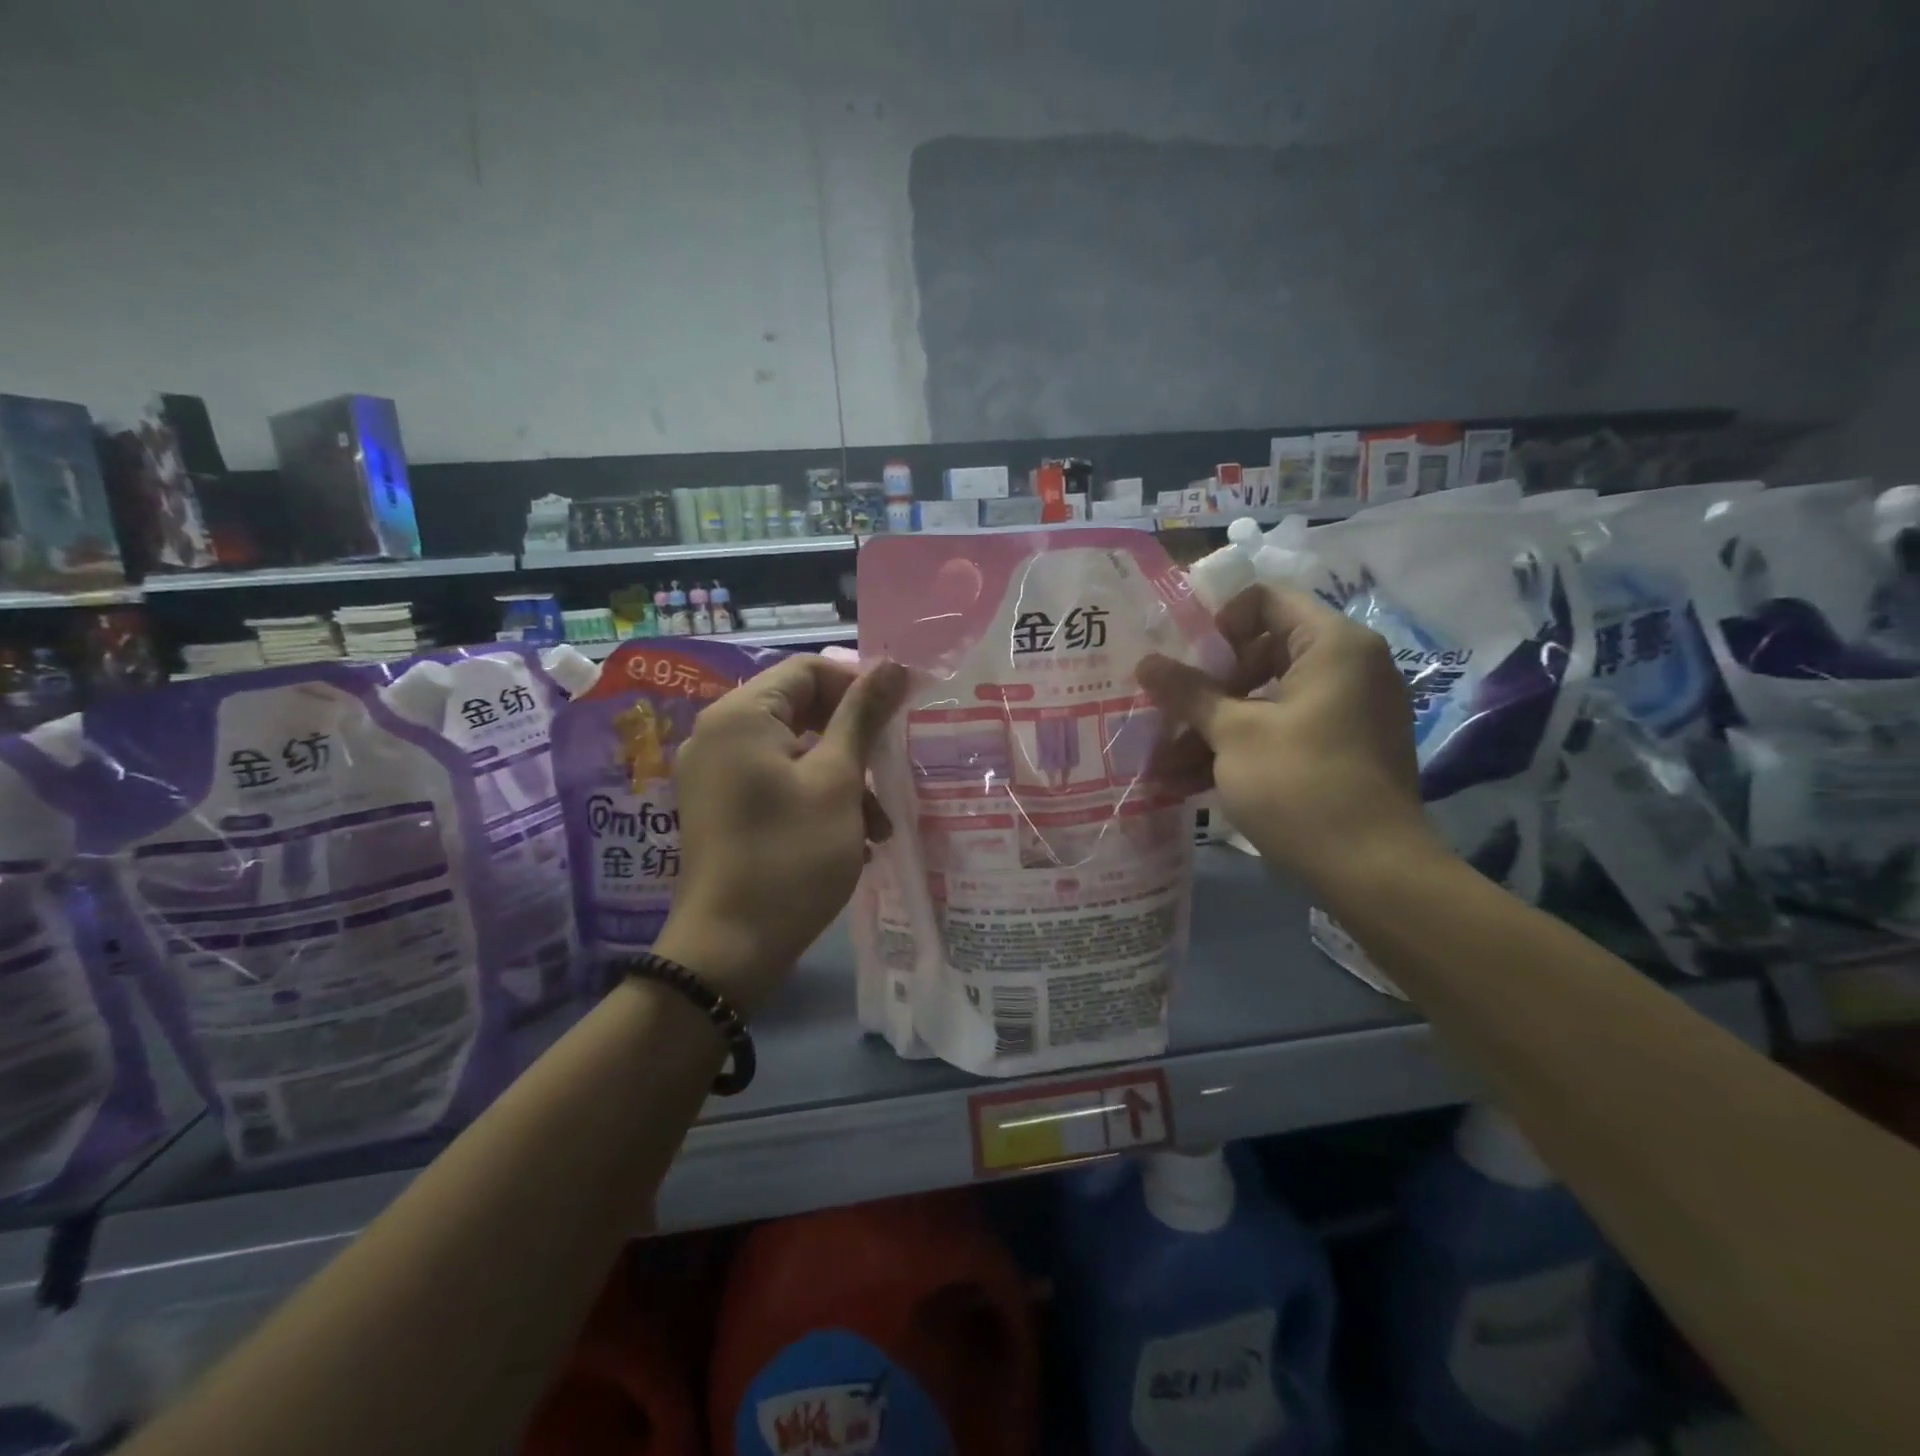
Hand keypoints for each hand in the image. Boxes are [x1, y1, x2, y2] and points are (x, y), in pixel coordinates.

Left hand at [656, 655, 908, 1014]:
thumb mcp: (838, 781)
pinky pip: (777, 782)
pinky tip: (852, 838)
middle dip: (854, 741)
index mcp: (742, 715)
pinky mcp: (721, 808)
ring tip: (880, 826)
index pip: (808, 669)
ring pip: (795, 751)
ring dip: (843, 778)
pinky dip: (816, 798)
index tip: (899, 719)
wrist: (728, 950)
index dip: (858, 686)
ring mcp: (716, 774)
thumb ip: (863, 717)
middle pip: (801, 709)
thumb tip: (894, 666)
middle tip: (891, 771)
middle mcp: (720, 734)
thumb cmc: (790, 856)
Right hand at [1137, 584, 1438, 885]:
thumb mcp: (1234, 734)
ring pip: (1265, 701)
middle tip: (1168, 714)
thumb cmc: (1300, 784)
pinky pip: (1281, 733)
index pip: (1265, 601)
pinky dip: (1240, 750)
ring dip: (1212, 728)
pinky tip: (1188, 782)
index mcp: (1332, 645)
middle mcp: (1347, 668)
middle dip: (1206, 689)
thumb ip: (1188, 692)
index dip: (1217, 624)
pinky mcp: (1339, 751)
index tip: (1185, 663)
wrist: (1372, 872)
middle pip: (1260, 654)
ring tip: (1162, 763)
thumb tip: (1145, 662)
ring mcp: (1345, 712)